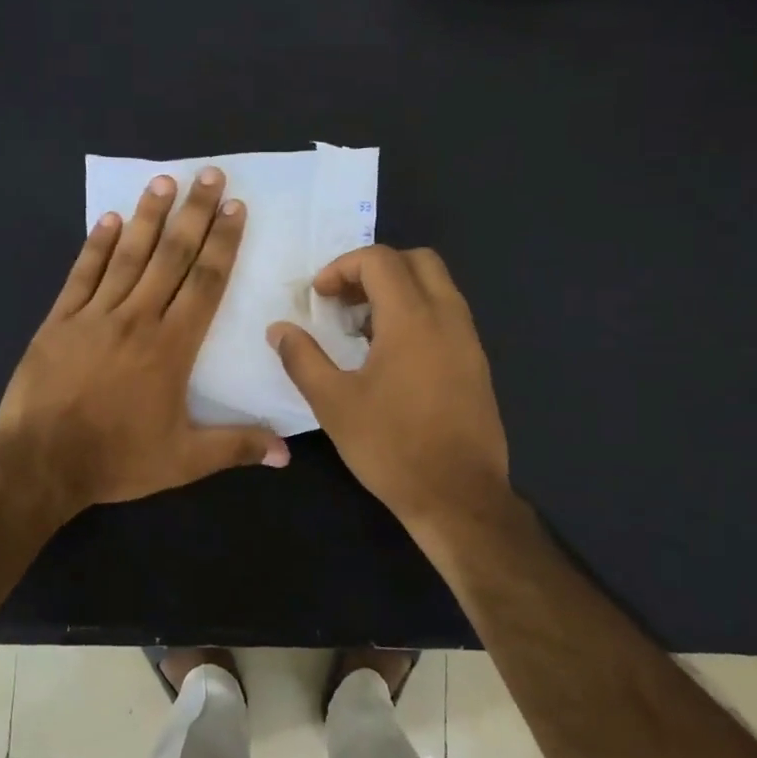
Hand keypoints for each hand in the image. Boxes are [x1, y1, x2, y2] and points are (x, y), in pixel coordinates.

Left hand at [0, 166, 288, 510]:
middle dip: (194, 214)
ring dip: (149, 217)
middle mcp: (137, 319)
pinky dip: (97, 245)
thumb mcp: (184, 461)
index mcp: (171, 347)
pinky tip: (110, 219)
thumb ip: (236, 447)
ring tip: (164, 181)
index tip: (235, 208)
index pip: (204, 283)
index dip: (223, 243)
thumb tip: (287, 454)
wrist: (40, 463)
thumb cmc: (117, 459)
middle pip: (171, 257)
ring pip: (128, 256)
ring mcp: (94, 315)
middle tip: (209, 175)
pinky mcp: (59, 320)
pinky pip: (82, 274)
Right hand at [268, 246, 510, 542]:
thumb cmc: (391, 447)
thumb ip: (302, 358)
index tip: (319, 297)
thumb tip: (279, 329)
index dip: (342, 267)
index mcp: (412, 318)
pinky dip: (418, 314)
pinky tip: (392, 356)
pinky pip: (448, 316)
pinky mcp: (477, 364)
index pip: (380, 260)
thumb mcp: (333, 403)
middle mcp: (447, 317)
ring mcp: (469, 341)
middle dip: (375, 269)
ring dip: (399, 291)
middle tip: (344, 301)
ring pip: (437, 287)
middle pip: (417, 260)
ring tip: (363, 329)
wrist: (458, 497)